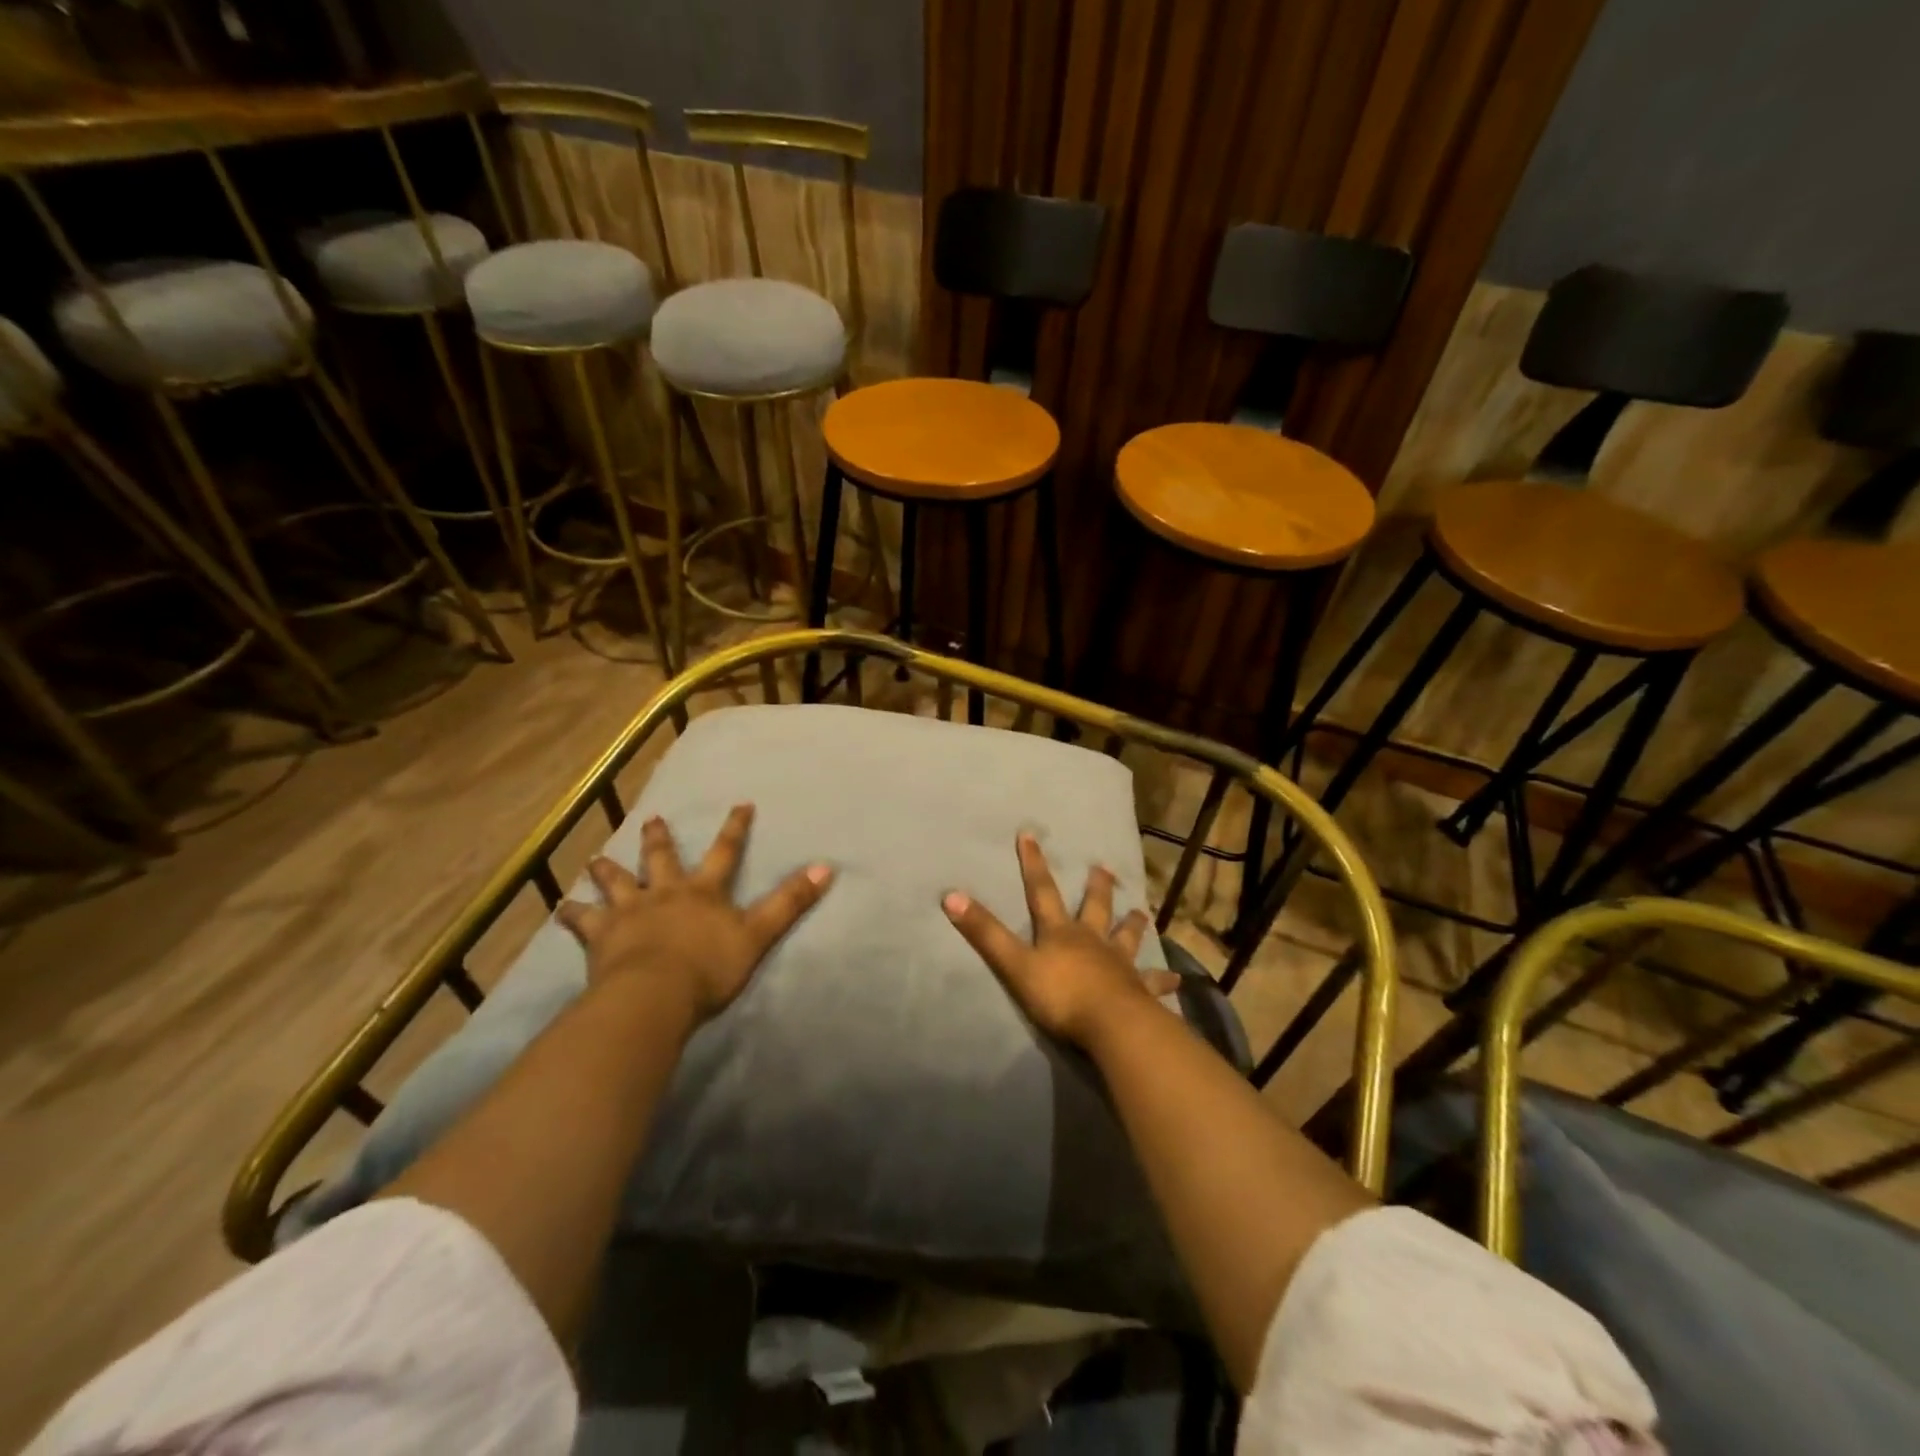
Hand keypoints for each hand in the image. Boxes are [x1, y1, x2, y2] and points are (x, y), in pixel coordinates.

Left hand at [557, 804, 832, 1024]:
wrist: (654, 995)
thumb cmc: (709, 967)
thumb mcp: (758, 934)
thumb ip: (790, 902)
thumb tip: (826, 867)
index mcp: (703, 892)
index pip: (725, 852)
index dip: (735, 828)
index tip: (740, 803)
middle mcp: (665, 893)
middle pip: (661, 859)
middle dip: (659, 839)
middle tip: (653, 819)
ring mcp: (629, 912)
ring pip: (616, 883)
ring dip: (607, 870)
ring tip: (596, 859)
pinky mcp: (600, 937)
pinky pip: (582, 922)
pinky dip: (571, 914)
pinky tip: (559, 908)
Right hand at [943, 832, 1178, 1048]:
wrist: (1111, 1025)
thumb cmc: (1061, 995)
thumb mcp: (1014, 964)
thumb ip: (984, 933)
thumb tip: (950, 895)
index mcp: (1061, 933)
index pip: (1042, 891)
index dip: (1033, 863)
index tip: (1029, 834)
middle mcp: (1092, 941)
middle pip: (1094, 908)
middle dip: (1096, 887)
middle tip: (1104, 867)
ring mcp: (1120, 965)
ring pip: (1127, 938)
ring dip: (1133, 924)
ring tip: (1141, 911)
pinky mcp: (1140, 991)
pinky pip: (1154, 983)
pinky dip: (1164, 980)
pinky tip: (1178, 980)